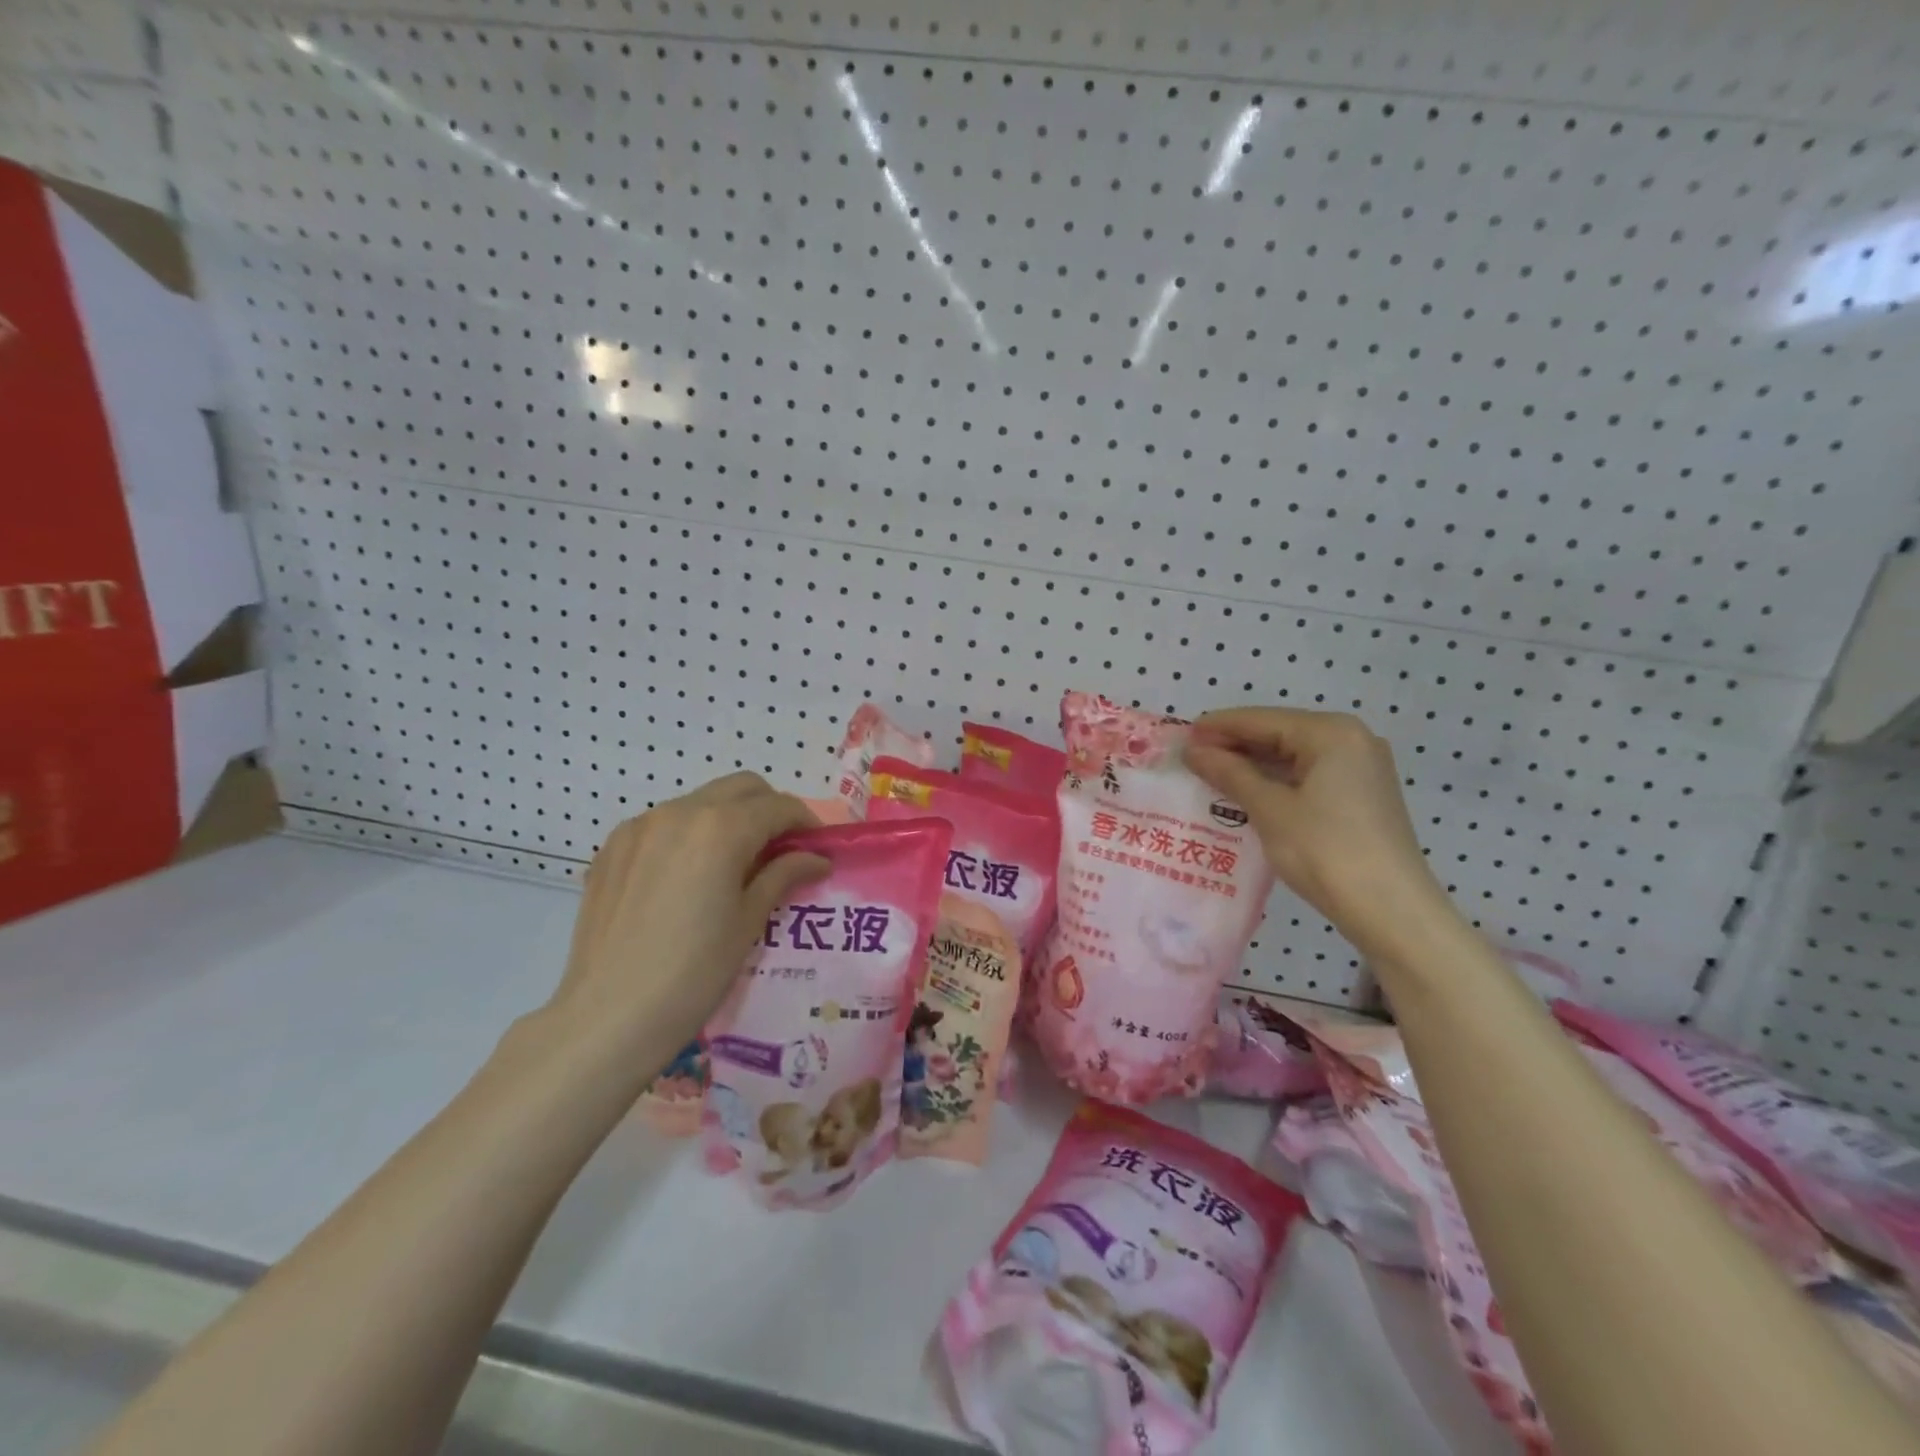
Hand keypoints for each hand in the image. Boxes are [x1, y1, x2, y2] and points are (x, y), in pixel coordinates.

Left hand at [548, 773, 827, 1061]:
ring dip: (727, 818)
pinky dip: (688, 834)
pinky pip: (663, 823)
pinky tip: (687, 877)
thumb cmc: (695, 973)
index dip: (805, 823)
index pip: (778, 806)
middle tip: (779, 850)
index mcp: (721, 829)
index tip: (816, 848)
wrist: (609, 1017)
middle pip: (741, 788)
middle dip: (768, 809)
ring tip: (732, 865)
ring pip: (700, 801)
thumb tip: (816, 858)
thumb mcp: (749, 921)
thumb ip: (783, 875)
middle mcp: (680, 812)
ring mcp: (640, 826)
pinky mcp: (612, 847)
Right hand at [1185, 706, 1446, 954]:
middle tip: (1192, 758)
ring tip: (1211, 776)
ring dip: (1254, 765)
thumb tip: (1193, 750)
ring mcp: (1362, 767)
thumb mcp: (1269, 809)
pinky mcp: (1363, 795)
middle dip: (1235, 746)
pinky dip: (1277, 781)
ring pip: (1294, 756)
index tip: (1181, 736)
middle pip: (1280, 733)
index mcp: (1331, 733)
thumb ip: (1230, 773)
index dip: (1218, 727)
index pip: (1262, 720)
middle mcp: (1352, 739)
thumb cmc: (1325, 851)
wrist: (1391, 910)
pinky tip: (1248, 794)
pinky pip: (1309, 775)